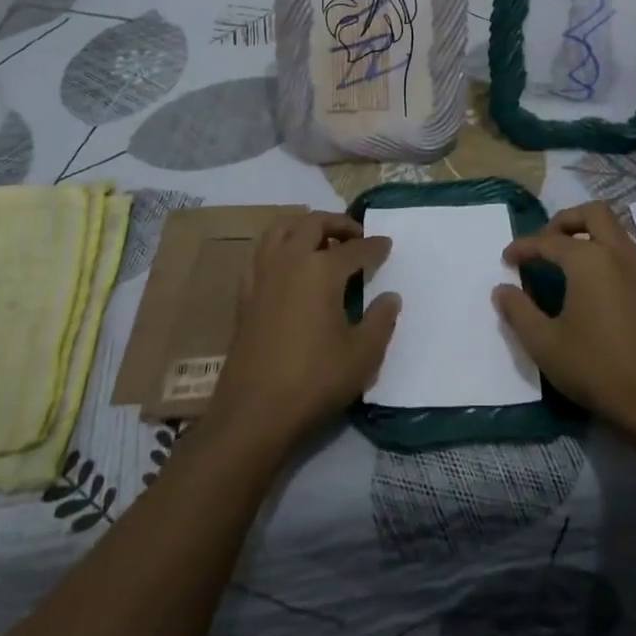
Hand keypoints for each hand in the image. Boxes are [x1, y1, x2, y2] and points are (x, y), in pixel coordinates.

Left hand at [208, 211, 399, 446]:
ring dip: (303, 227)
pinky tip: (289, 268)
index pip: (355, 248)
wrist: (254, 412)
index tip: (387, 245)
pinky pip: (262, 254)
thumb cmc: (315, 380)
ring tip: (321, 242)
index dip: (375, 246)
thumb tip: (390, 297)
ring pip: (280, 230)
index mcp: (321, 270)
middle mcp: (289, 262)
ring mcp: (262, 276)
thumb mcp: (363, 355)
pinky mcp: (245, 295)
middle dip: (338, 223)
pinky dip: (279, 248)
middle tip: (356, 236)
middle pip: (313, 224)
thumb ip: (381, 320)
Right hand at [493, 202, 635, 438]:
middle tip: (544, 243)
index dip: (523, 247)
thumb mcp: (545, 344)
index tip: (506, 259)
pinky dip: (606, 254)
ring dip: (588, 235)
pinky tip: (592, 286)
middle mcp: (620, 254)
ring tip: (565, 262)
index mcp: (590, 260)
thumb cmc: (597, 369)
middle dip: (564, 221)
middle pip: (593, 213)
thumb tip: (502, 290)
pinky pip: (627, 254)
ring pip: (616, 231)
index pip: (549, 241)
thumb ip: (518, 312)